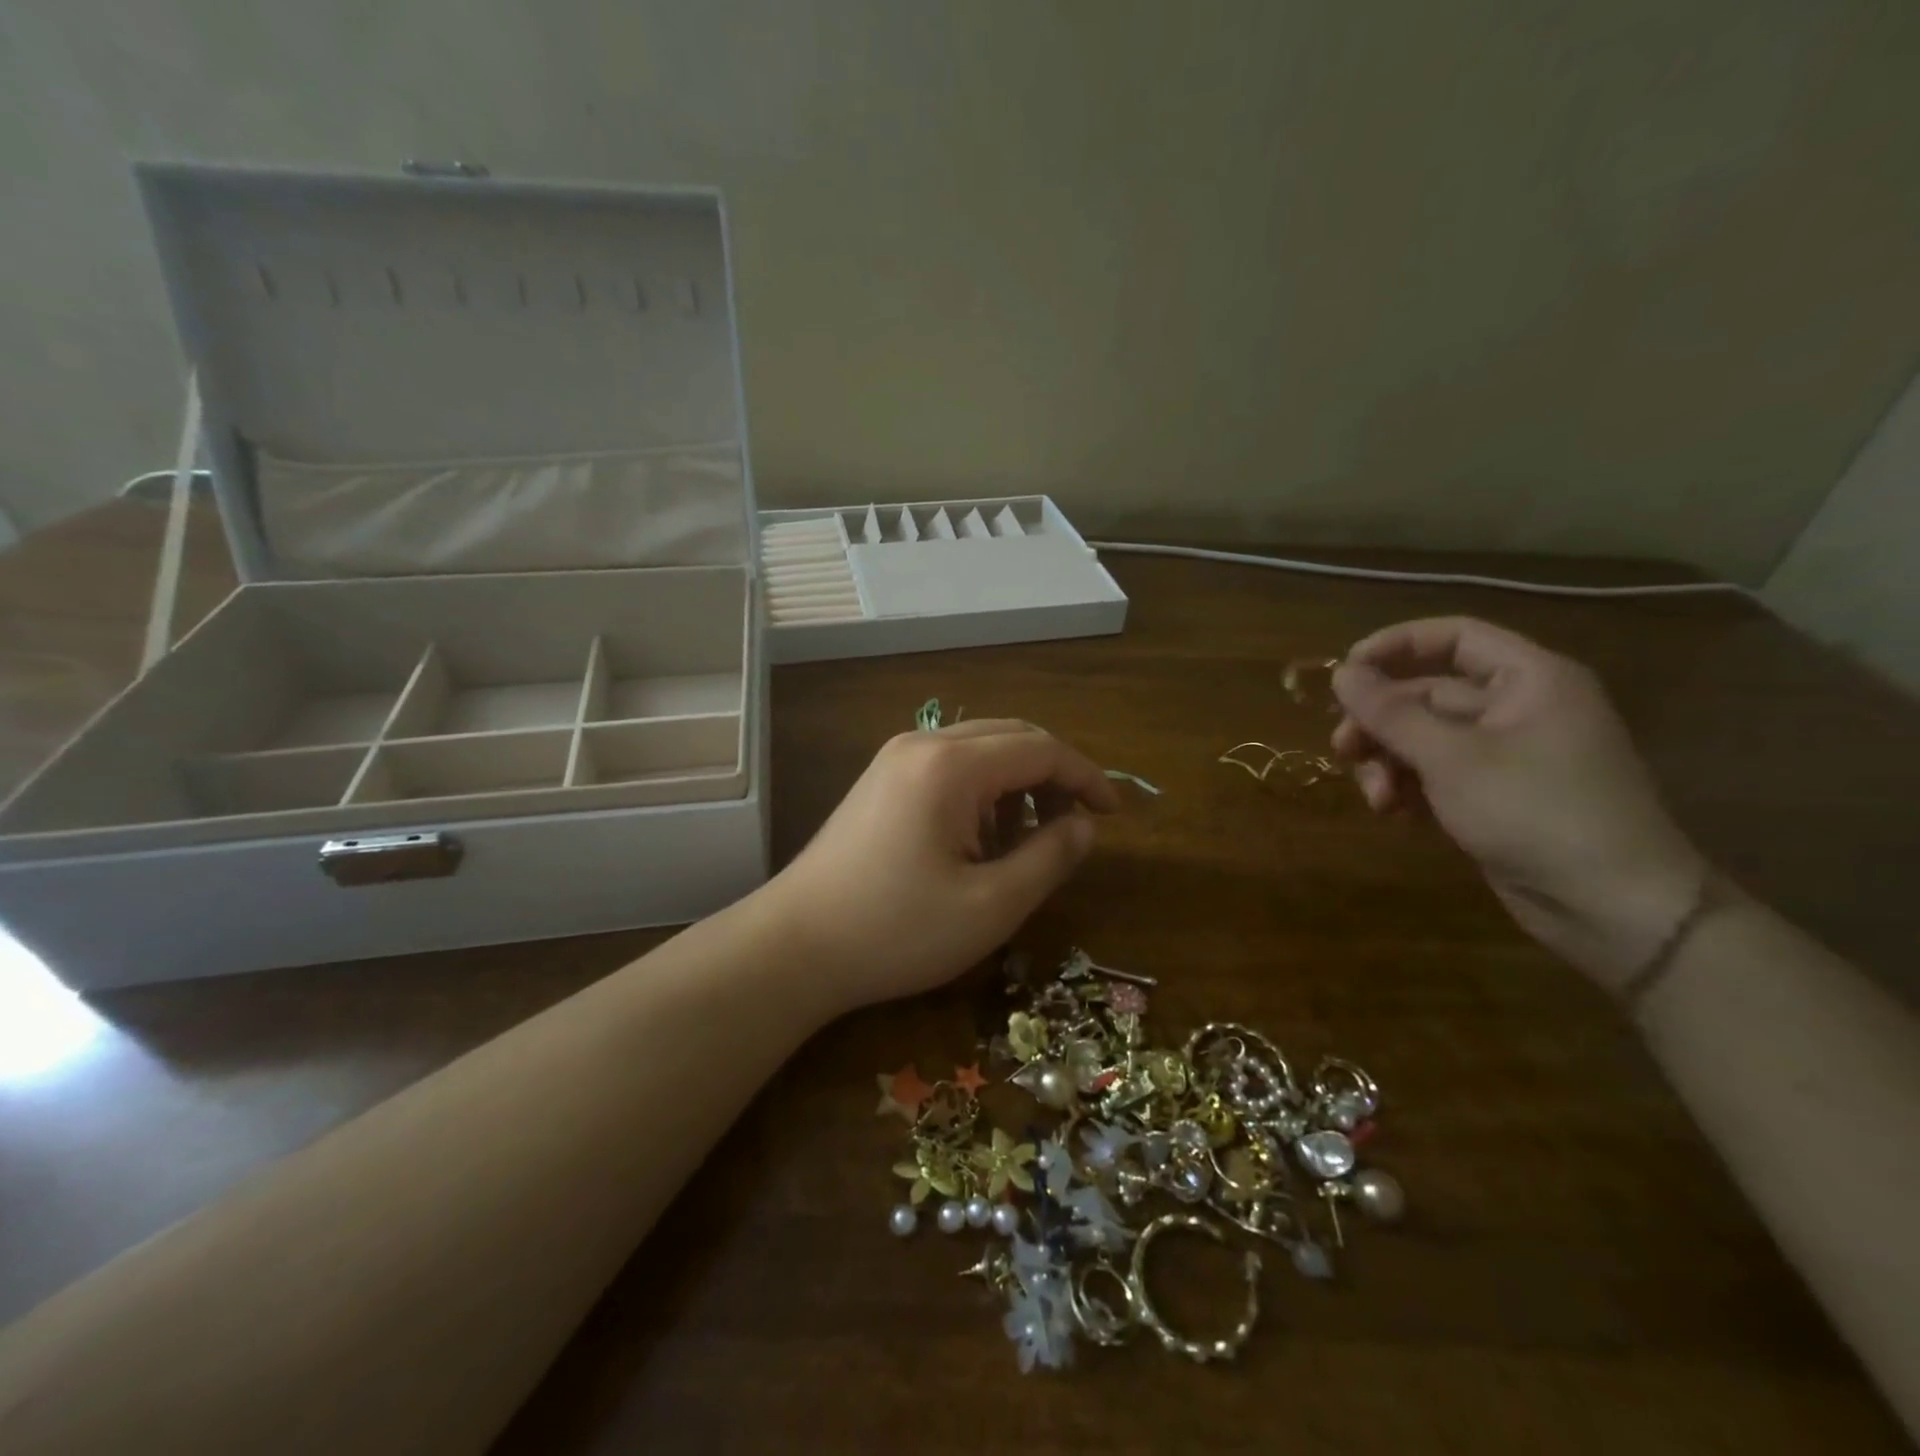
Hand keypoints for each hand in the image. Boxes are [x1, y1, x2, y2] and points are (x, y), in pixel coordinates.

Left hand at [764, 720, 1119, 1012]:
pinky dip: (981, 791)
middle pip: (1011, 736)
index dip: (1086, 777)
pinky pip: (948, 767)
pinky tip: (978, 840)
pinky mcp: (880, 781)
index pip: (1041, 749)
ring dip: (1016, 783)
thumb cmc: (897, 931)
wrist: (794, 946)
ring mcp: (894, 759)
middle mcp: (922, 743)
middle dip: (1053, 775)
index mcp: (952, 765)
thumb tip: (1083, 824)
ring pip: (979, 749)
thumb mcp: (990, 905)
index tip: (1114, 815)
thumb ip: (1049, 857)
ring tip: (1024, 842)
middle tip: (1074, 826)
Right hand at [1330, 617, 1708, 989]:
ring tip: (1377, 799)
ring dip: (1388, 762)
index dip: (1394, 647)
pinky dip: (1408, 788)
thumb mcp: (1452, 759)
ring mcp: (1505, 756)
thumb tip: (1341, 673)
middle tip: (1343, 751)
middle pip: (1426, 694)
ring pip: (1423, 739)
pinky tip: (1395, 814)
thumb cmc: (1537, 813)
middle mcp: (1517, 708)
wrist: (1613, 909)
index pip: (1453, 638)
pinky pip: (1435, 775)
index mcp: (1528, 680)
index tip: (1343, 675)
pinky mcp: (1493, 797)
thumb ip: (1391, 713)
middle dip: (1380, 724)